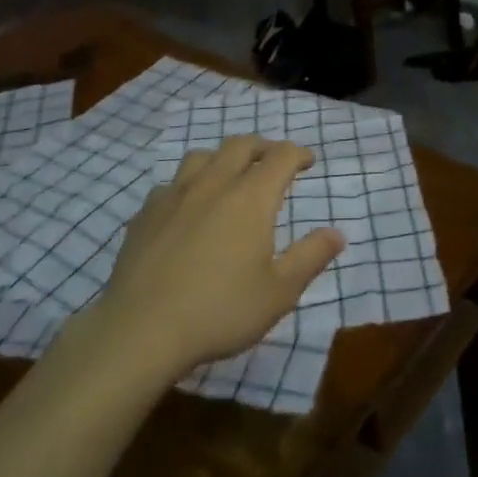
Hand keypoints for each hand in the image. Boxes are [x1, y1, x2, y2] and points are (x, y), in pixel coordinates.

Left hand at [96, 137, 345, 380]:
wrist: (140, 331)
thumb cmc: (220, 311)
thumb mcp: (279, 293)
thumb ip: (311, 257)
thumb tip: (337, 233)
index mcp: (251, 198)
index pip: (280, 156)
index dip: (298, 153)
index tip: (307, 161)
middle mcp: (213, 184)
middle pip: (241, 145)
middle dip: (262, 147)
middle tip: (273, 160)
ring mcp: (174, 196)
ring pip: (202, 156)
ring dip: (223, 158)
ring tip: (230, 176)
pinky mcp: (145, 214)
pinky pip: (171, 184)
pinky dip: (188, 185)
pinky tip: (187, 207)